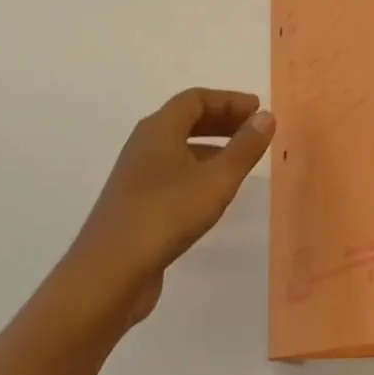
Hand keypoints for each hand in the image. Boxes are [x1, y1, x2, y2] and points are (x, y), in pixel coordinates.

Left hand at [60, 88, 275, 331]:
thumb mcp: (216, 180)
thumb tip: (266, 116)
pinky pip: (172, 174)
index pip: (197, 99)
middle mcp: (144, 144)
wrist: (108, 275)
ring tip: (240, 162)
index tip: (258, 110)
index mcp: (159, 128)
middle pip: (186, 120)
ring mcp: (137, 176)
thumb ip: (244, 148)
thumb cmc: (165, 215)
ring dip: (211, 148)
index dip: (230, 101)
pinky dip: (198, 172)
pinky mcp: (136, 205)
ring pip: (179, 149)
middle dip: (222, 121)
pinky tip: (213, 195)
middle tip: (254, 131)